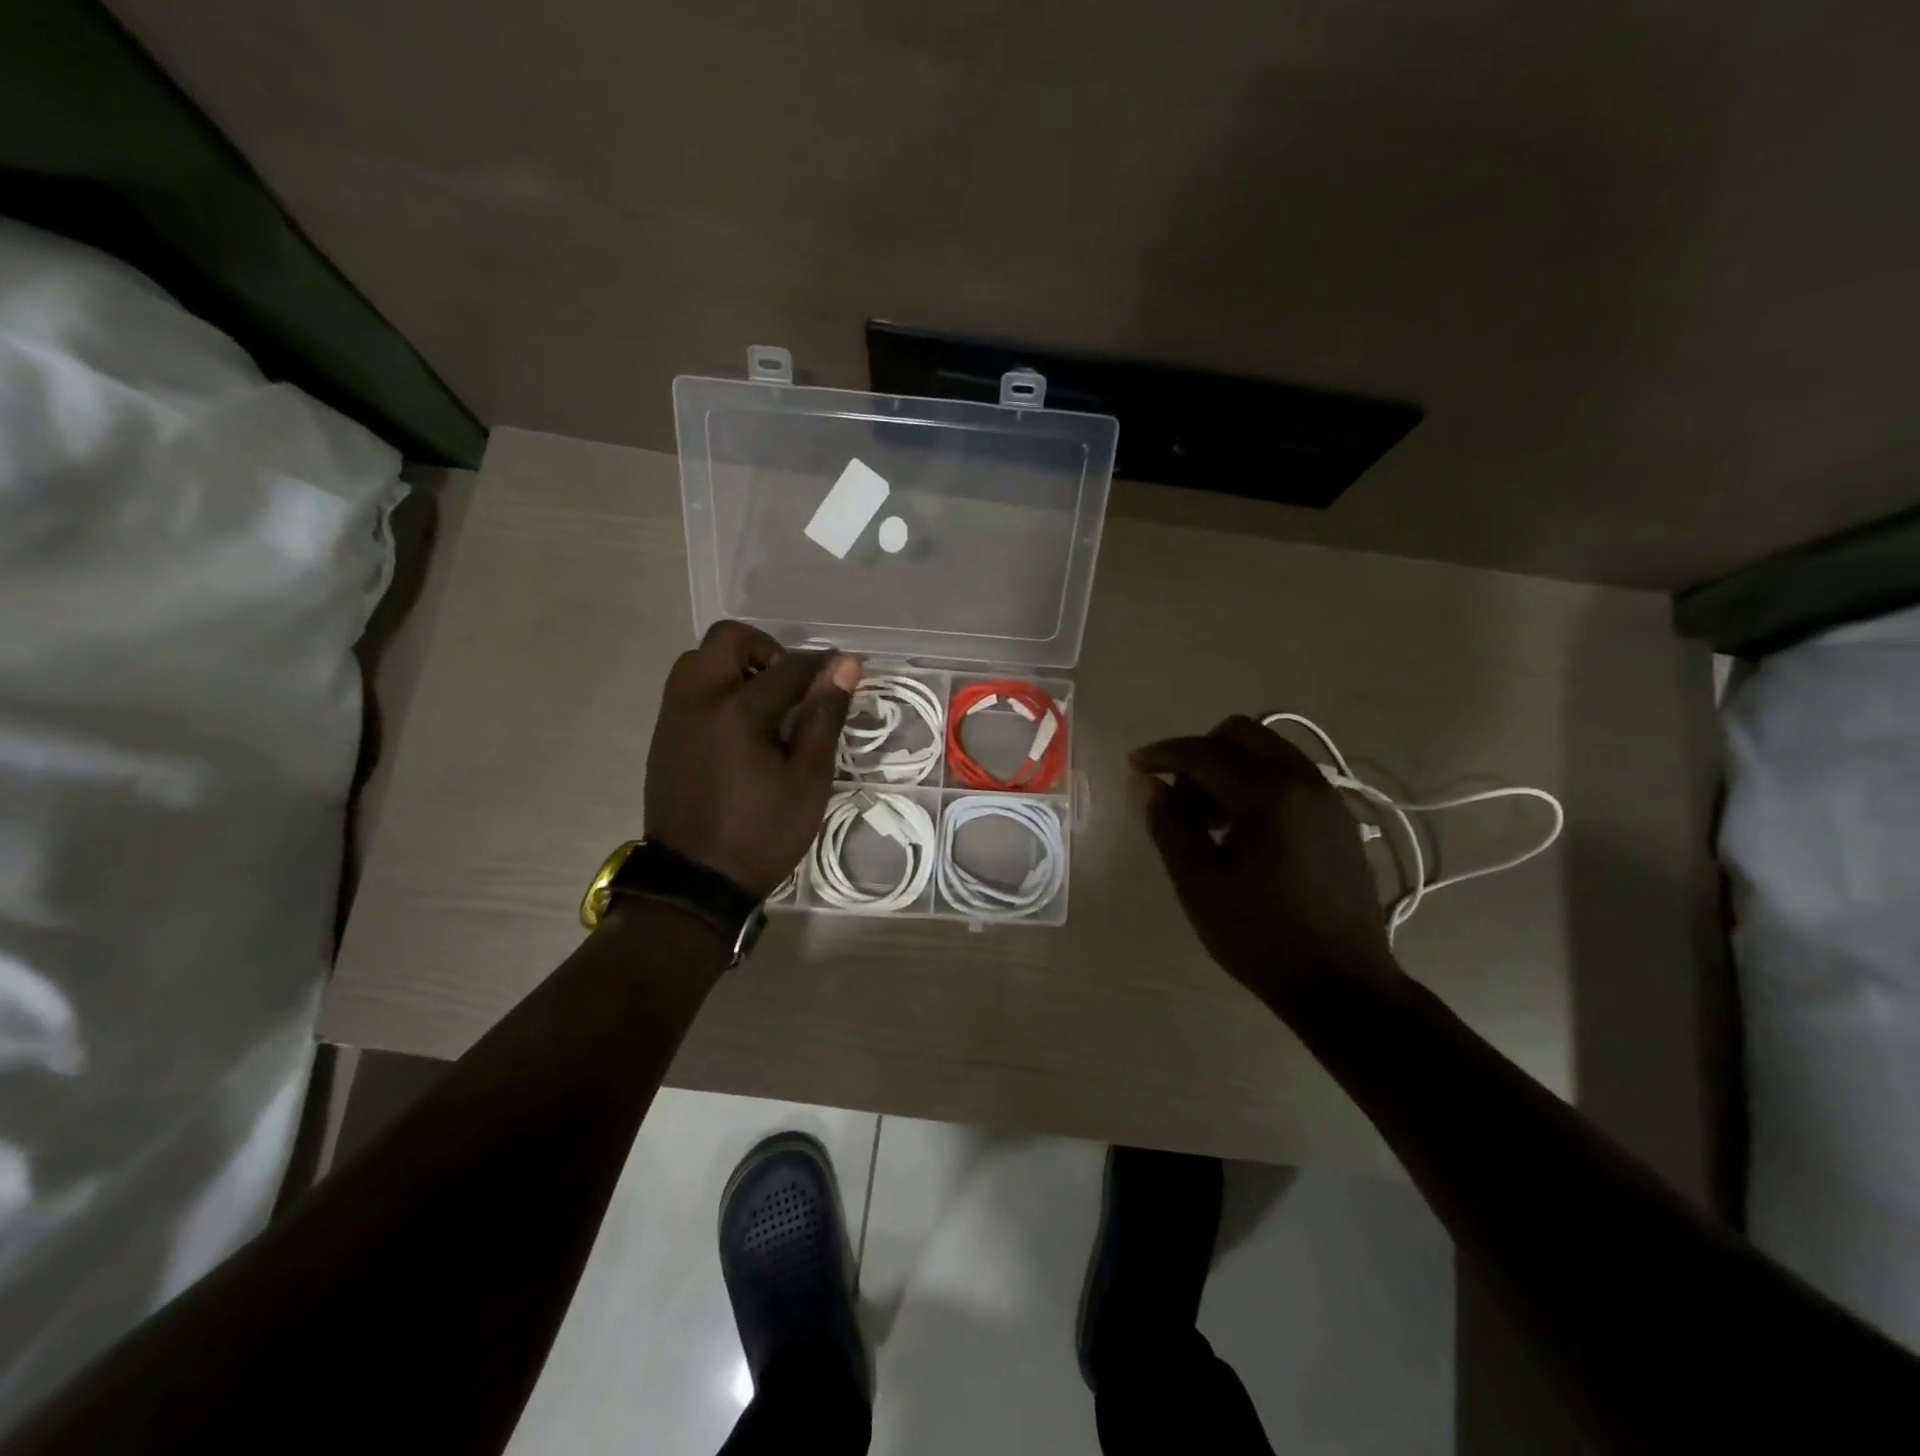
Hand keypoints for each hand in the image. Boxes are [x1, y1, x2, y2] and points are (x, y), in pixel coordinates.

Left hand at [645, 621, 860, 897]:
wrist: (695, 881)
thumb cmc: (762, 833)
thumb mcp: (808, 779)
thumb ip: (824, 716)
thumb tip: (845, 666)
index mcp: (738, 711)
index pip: (788, 667)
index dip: (821, 665)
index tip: (844, 669)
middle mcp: (698, 700)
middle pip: (728, 639)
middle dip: (766, 649)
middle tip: (791, 685)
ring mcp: (673, 716)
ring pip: (700, 660)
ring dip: (735, 665)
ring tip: (764, 704)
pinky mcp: (662, 735)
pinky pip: (687, 688)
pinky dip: (715, 688)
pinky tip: (738, 727)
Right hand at [1131, 716, 1400, 1000]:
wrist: (1342, 984)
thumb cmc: (1261, 936)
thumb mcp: (1199, 883)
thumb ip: (1170, 824)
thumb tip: (1147, 784)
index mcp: (1269, 794)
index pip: (1204, 753)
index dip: (1162, 754)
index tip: (1134, 766)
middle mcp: (1304, 780)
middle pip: (1242, 733)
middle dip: (1200, 752)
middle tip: (1177, 795)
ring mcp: (1327, 797)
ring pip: (1268, 750)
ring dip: (1230, 766)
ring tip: (1207, 816)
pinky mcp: (1338, 817)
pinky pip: (1289, 774)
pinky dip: (1257, 781)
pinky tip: (1242, 827)